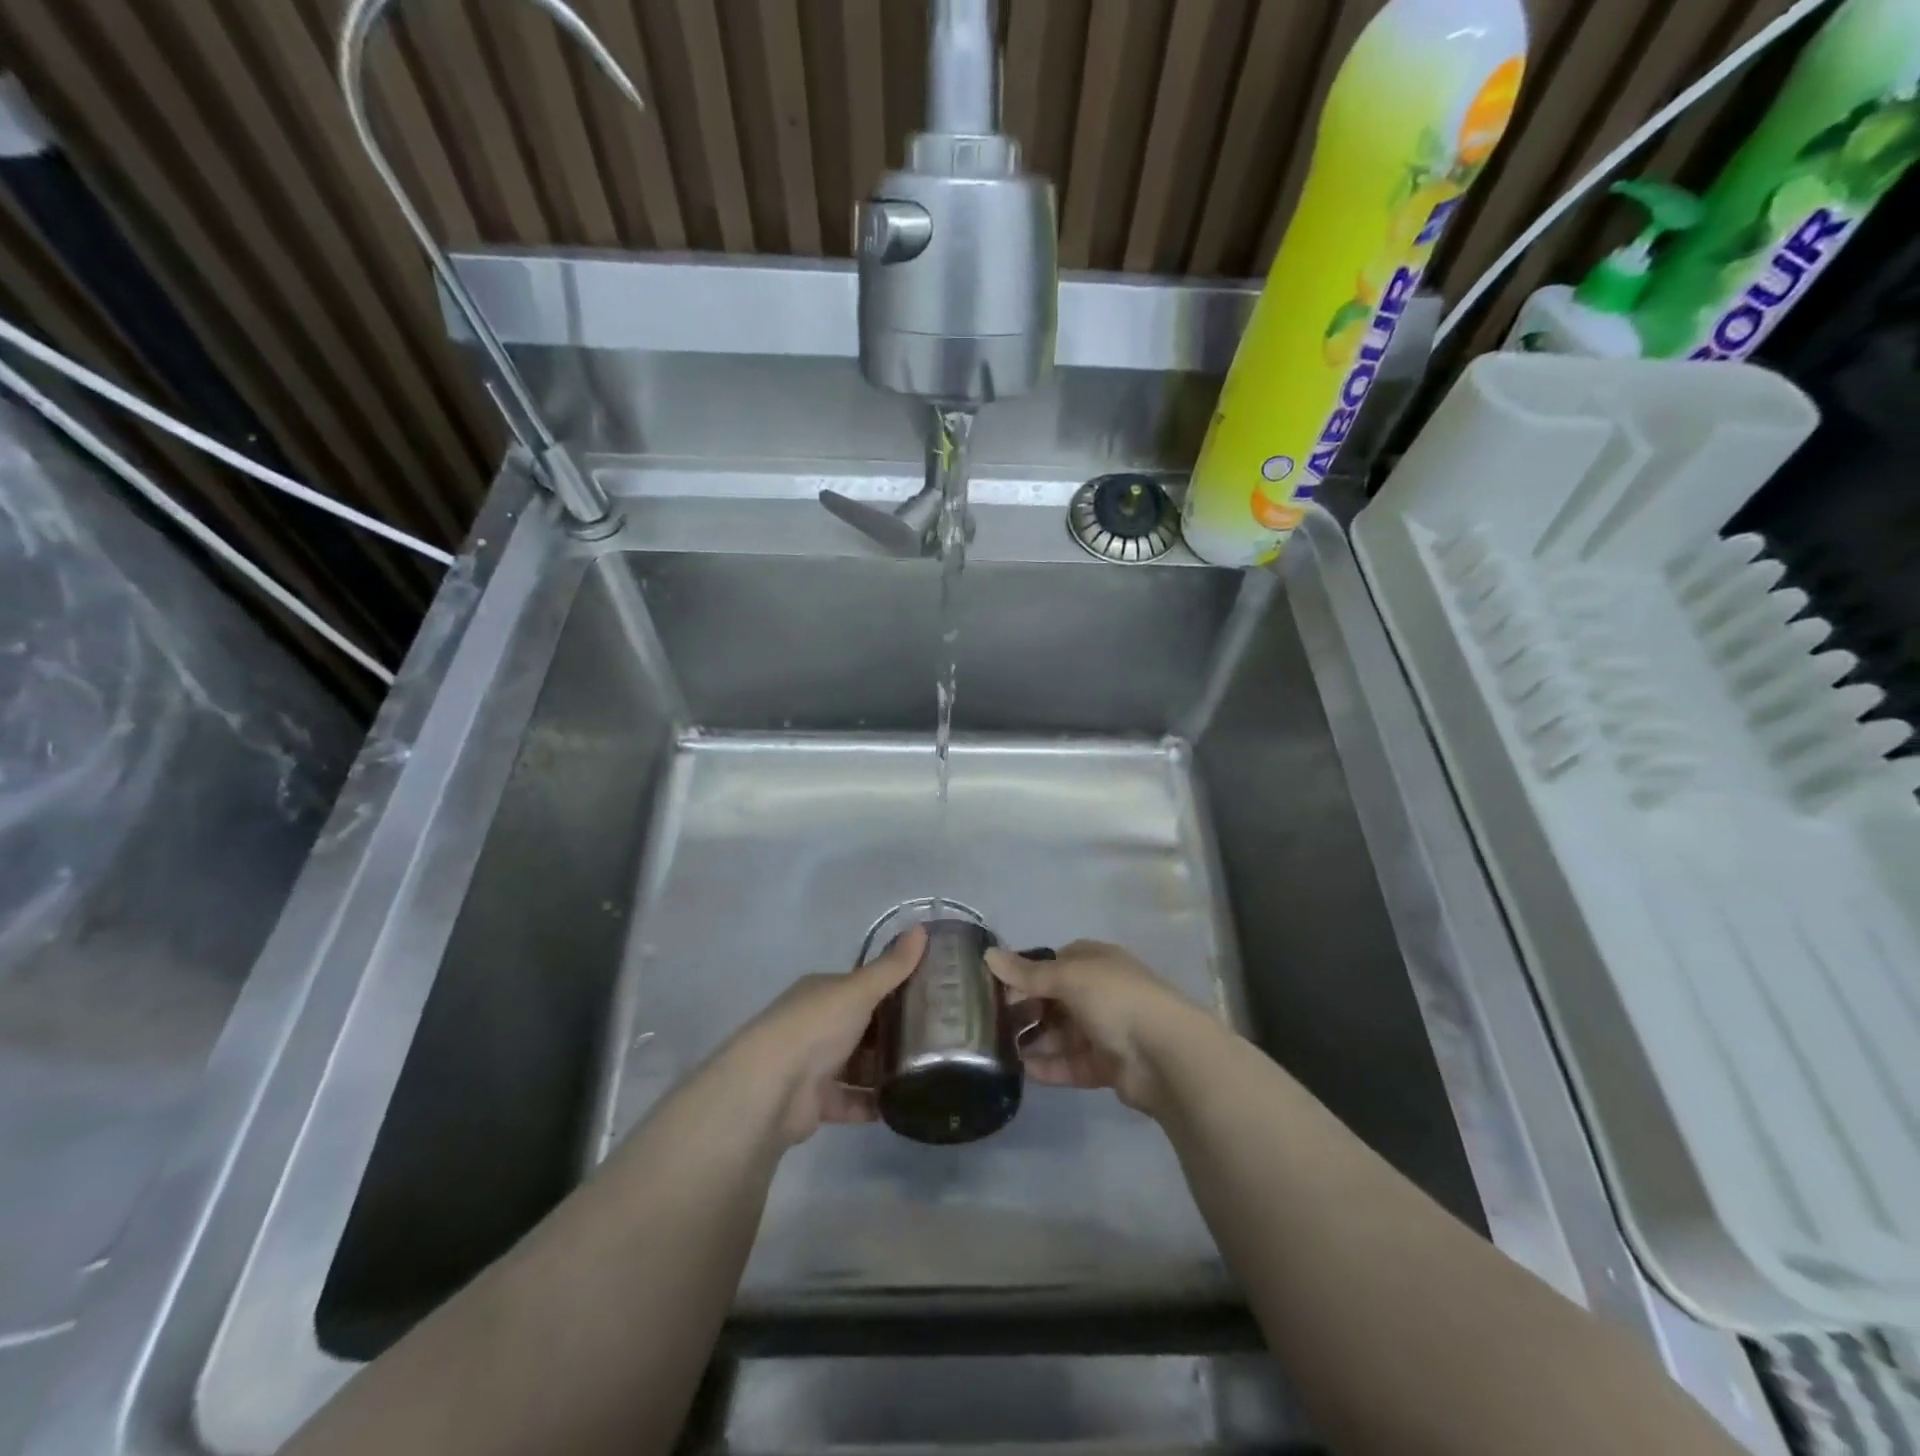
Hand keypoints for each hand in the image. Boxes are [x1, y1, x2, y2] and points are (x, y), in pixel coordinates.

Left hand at [723, 926, 924, 1146]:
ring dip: (885, 1069)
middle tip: (935, 1038)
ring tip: (928, 1072)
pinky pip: (852, 1101)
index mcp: (822, 992)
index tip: (929, 996)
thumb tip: (922, 928)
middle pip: (862, 1027)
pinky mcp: (816, 1103)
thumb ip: (892, 966)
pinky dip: (874, 1104)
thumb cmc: (816, 1026)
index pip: (861, 987)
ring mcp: (813, 1065)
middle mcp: (815, 1024)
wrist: (771, 1088)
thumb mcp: (859, 989)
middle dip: (893, 1032)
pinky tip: (905, 1104)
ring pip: (858, 1065)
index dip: (893, 989)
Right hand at [986, 940, 1222, 1117]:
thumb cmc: (1115, 999)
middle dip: (1025, 1011)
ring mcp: (1105, 1030)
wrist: (1165, 1054)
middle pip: (1054, 1000)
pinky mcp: (1108, 1065)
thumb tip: (988, 954)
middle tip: (991, 1025)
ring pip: (1061, 1034)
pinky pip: (1071, 1064)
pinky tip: (1023, 1072)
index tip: (994, 990)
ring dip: (1034, 1041)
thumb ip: (1027, 973)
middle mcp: (1100, 992)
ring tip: (999, 1052)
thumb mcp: (1068, 976)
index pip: (1052, 964)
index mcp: (1095, 962)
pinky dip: (1049, 1067)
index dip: (1024, 975)